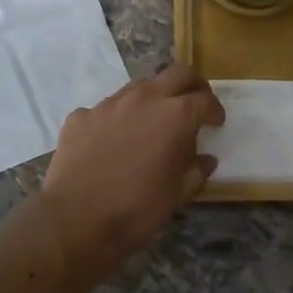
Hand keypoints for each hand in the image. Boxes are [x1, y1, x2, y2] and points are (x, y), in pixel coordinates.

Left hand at [37, 64, 223, 286]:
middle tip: (193, 103)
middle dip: (191, 85)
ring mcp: (109, 104)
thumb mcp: (178, 194)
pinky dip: (116, 120)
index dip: (214, 110)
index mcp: (176, 116)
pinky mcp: (81, 116)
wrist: (76, 220)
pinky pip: (105, 110)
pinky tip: (112, 142)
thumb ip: (196, 171)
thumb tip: (205, 160)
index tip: (215, 122)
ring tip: (151, 123)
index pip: (205, 99)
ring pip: (139, 87)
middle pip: (177, 73)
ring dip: (152, 99)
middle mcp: (144, 99)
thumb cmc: (137, 209)